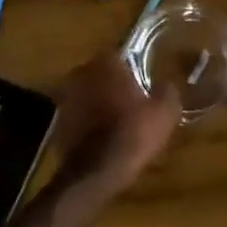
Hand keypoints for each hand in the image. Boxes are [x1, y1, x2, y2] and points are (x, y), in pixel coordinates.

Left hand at [51, 54, 180, 194]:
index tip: (145, 82)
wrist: (94, 172)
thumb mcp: (165, 113)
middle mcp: (82, 71)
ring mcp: (65, 95)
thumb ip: (168, 91)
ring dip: (101, 102)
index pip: (122, 54)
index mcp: (106, 62)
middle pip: (103, 72)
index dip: (135, 68)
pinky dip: (89, 120)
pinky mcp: (58, 118)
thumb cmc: (132, 134)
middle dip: (116, 84)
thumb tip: (168, 84)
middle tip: (134, 101)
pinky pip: (80, 113)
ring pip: (90, 92)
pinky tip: (103, 136)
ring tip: (119, 120)